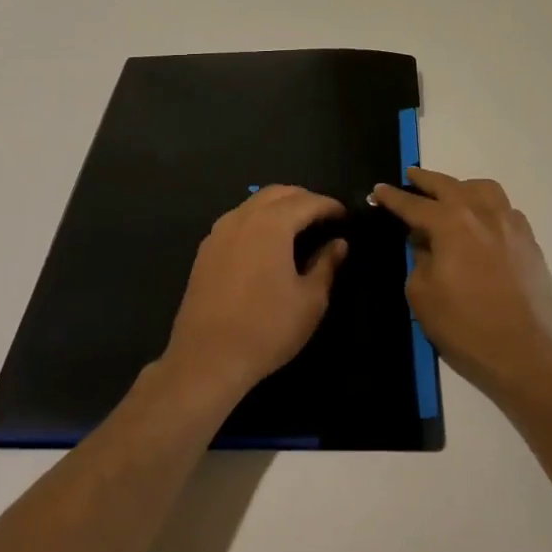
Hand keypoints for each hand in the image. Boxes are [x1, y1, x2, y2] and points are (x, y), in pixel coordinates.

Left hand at [160, 185, 348, 410]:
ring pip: (254, 204)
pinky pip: (237, 221)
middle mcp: (242, 218)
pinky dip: (258, 220)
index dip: (330, 206)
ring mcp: (218, 233)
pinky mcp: (205, 251)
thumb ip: (326, 264)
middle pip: (278, 193)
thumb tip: (338, 243)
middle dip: (304, 199)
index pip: (307, 202)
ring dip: (279, 207)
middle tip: (324, 217)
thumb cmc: (267, 328)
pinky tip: (267, 244)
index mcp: (271, 224)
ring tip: (299, 227)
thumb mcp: (310, 300)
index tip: (345, 217)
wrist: (207, 359)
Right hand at [370, 168, 551, 408]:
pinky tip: (484, 222)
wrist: (524, 353)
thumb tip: (426, 244)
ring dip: (463, 187)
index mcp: (451, 224)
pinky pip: (506, 211)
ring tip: (451, 195)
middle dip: (426, 180)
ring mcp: (511, 225)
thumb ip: (419, 260)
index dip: (393, 198)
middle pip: (450, 186)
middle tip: (411, 176)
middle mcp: (483, 214)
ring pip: (485, 190)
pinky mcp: (530, 242)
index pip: (415, 205)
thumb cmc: (465, 327)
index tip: (378, 190)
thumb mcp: (423, 295)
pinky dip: (489, 207)